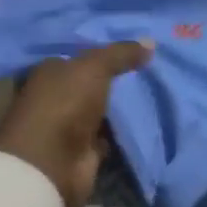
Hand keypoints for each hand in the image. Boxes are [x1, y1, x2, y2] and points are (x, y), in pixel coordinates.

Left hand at [0, 41, 152, 206]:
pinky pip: (109, 134)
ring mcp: (68, 125)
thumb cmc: (64, 104)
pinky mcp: (83, 151)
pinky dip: (124, 130)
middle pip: (91, 83)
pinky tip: (148, 119)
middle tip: (152, 66)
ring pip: (101, 109)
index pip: (79, 55)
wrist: (51, 165)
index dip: (104, 51)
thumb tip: (150, 41)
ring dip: (122, 105)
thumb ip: (120, 53)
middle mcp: (56, 96)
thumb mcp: (94, 67)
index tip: (135, 47)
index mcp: (50, 71)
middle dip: (116, 78)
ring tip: (157, 89)